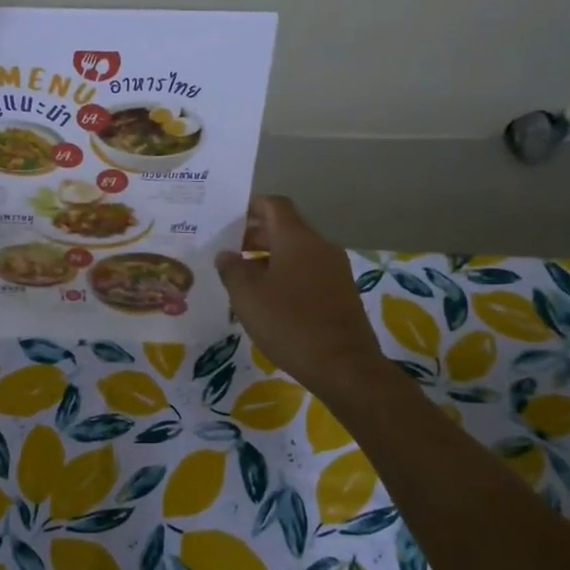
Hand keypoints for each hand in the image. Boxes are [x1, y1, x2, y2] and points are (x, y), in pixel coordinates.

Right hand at [216, 196, 388, 399]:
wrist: (344, 365)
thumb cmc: (290, 324)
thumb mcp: (248, 298)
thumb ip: (232, 270)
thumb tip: (226, 254)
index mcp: (297, 239)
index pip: (274, 205)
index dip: (251, 206)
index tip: (229, 217)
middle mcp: (320, 245)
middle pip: (286, 227)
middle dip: (256, 235)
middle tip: (230, 251)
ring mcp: (335, 268)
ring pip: (298, 250)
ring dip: (271, 256)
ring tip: (245, 277)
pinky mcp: (342, 290)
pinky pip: (309, 269)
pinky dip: (288, 273)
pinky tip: (271, 297)